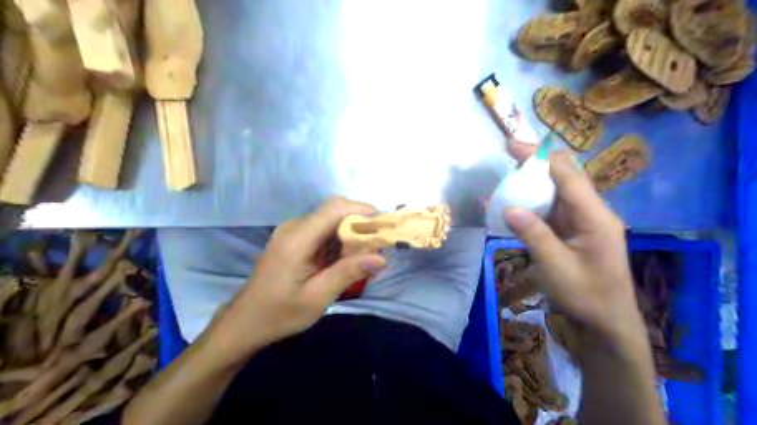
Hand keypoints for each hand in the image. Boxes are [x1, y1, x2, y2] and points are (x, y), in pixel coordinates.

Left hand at [205, 196, 385, 364]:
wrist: (245, 322)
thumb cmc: (279, 313)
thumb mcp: (317, 298)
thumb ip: (348, 273)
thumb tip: (381, 257)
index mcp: (298, 238)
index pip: (335, 208)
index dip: (362, 210)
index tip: (382, 227)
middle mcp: (294, 227)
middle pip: (334, 210)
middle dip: (359, 223)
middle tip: (374, 248)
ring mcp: (292, 232)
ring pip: (330, 220)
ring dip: (349, 233)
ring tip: (361, 258)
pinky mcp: (292, 239)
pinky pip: (322, 230)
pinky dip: (338, 240)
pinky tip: (342, 261)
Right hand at [501, 152, 644, 345]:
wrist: (607, 323)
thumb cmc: (586, 296)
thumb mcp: (556, 266)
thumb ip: (533, 234)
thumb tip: (508, 207)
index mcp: (594, 216)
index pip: (567, 174)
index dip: (539, 157)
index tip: (512, 147)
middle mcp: (592, 211)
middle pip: (564, 177)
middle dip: (535, 164)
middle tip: (506, 159)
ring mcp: (584, 221)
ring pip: (558, 191)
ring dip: (533, 182)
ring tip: (506, 179)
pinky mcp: (576, 231)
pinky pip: (554, 209)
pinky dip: (534, 202)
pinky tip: (516, 204)